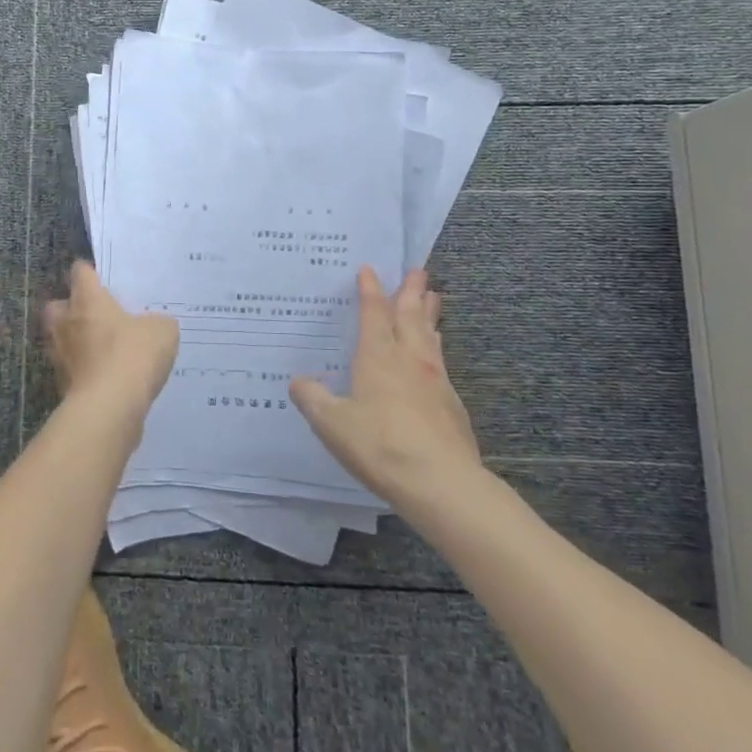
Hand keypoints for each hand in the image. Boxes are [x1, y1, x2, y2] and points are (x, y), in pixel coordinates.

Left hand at [43, 262, 178, 418]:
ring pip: (61, 339)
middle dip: (71, 308)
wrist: (109, 407)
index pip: (80, 272)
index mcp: (87, 299)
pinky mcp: (62, 385)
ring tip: (103, 349)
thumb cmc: (133, 354)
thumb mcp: (161, 330)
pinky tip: (107, 377)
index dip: (90, 272)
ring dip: (76, 342)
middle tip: (95, 315)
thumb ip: (156, 322)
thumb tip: (153, 326)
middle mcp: (65, 322)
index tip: (102, 278)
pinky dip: (84, 371)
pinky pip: (72, 369)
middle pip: (58, 306)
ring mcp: (59, 355)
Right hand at [290, 267, 482, 509]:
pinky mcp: (451, 403)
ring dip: (429, 314)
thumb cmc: (380, 445)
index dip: (370, 290)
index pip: (373, 313)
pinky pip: (440, 360)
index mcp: (378, 357)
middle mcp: (408, 359)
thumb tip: (300, 381)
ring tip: (433, 297)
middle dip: (411, 291)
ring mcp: (434, 379)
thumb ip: (313, 399)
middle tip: (418, 270)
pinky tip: (435, 352)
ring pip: (430, 335)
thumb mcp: (331, 424)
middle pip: (410, 316)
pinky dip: (435, 345)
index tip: (369, 269)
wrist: (442, 482)